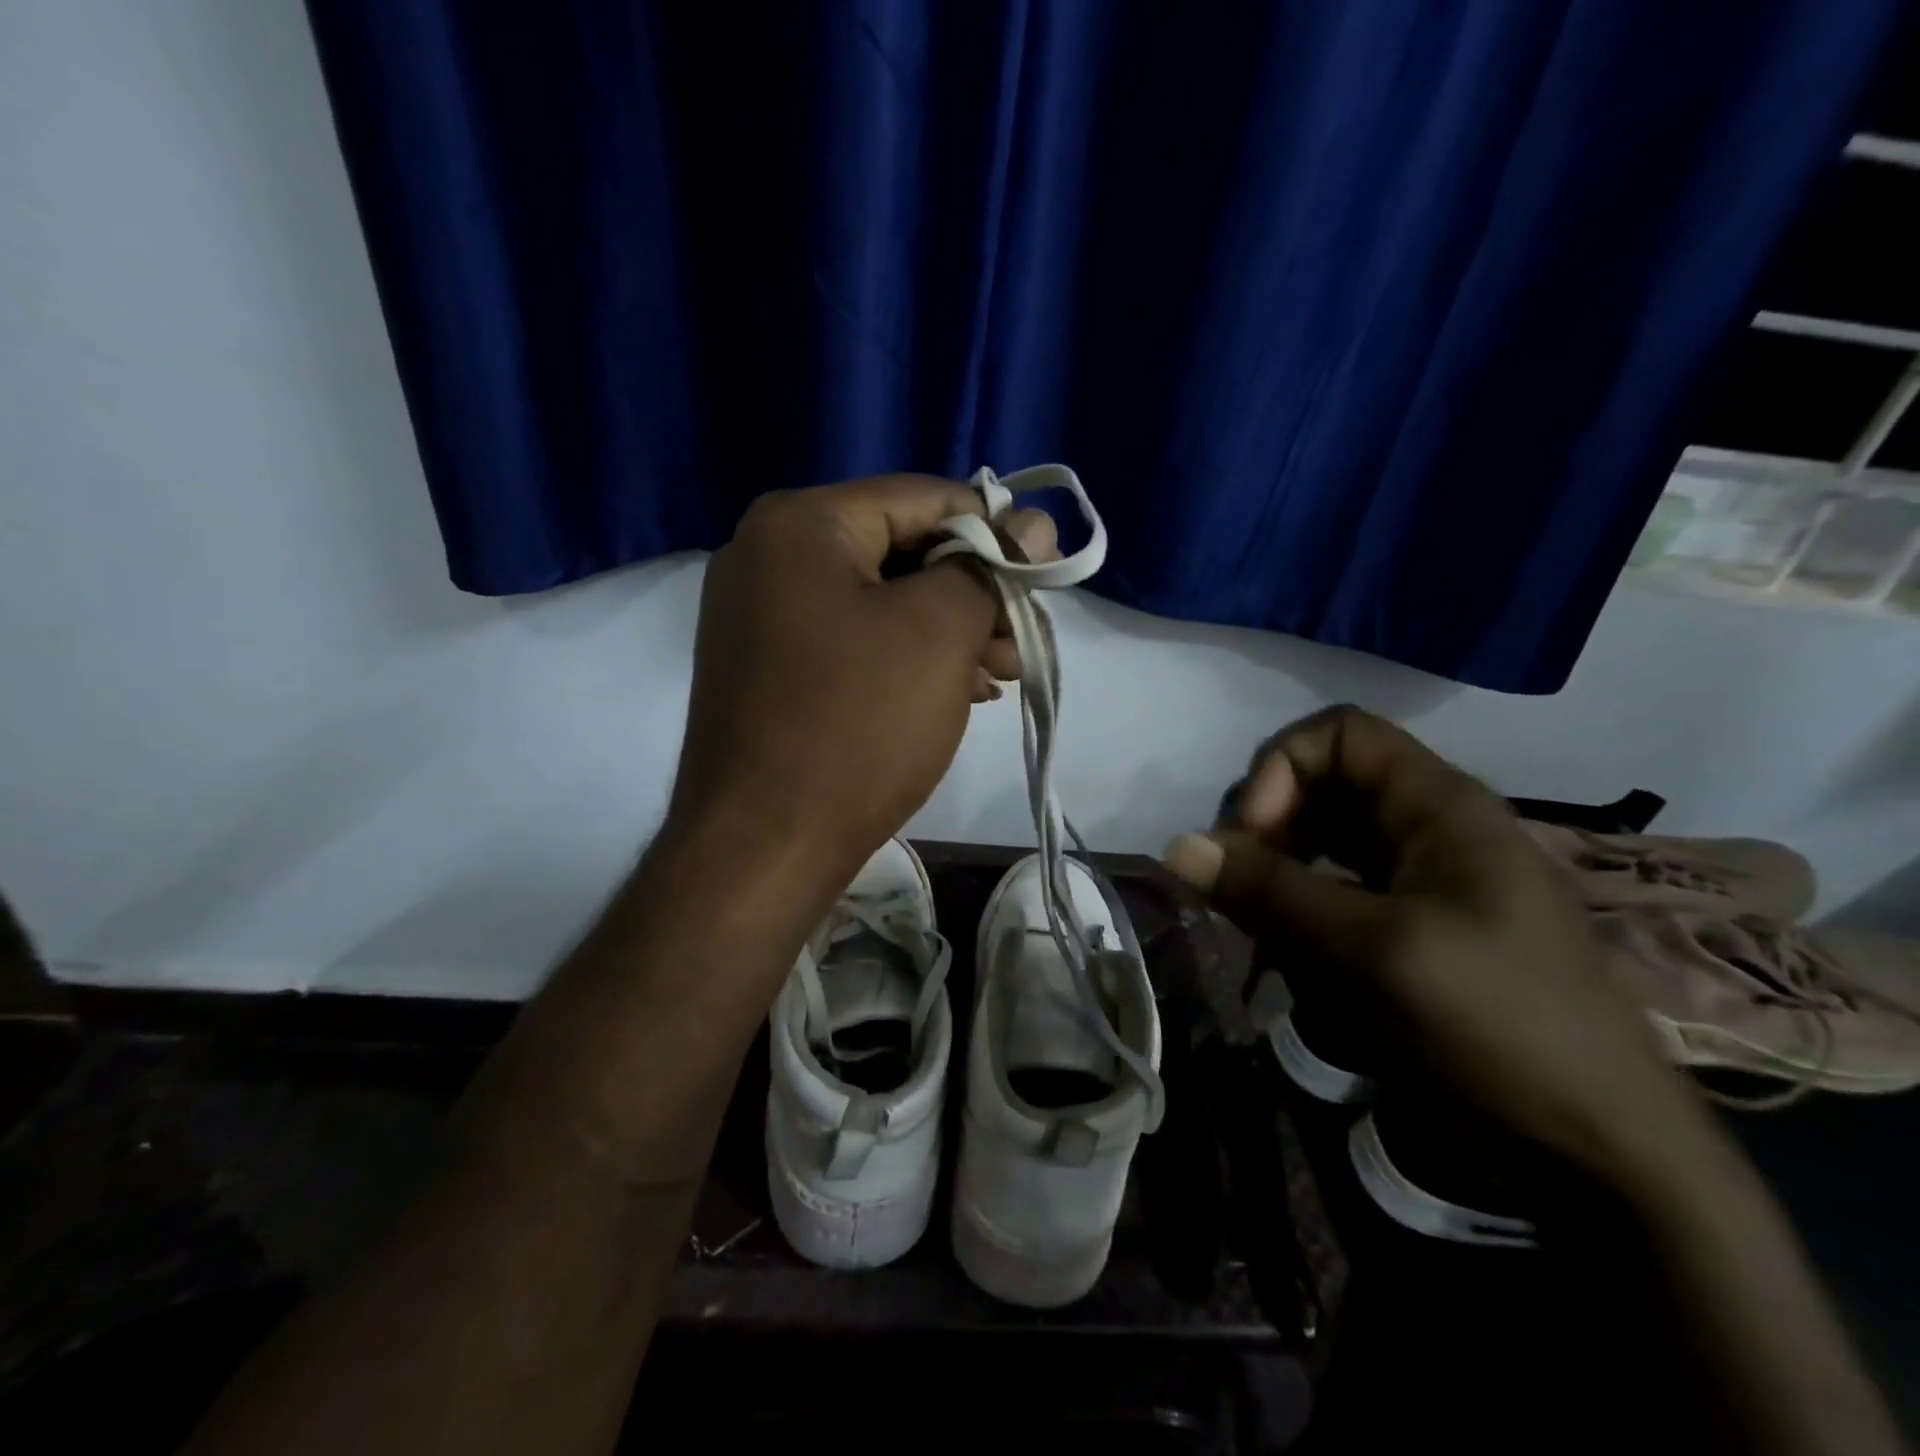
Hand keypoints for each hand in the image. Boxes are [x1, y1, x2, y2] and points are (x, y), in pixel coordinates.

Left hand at [666, 474, 1055, 895]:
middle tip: (1022, 639)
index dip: (996, 531)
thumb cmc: (857, 725)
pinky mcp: (771, 669)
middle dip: (972, 593)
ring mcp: (763, 617)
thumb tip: (1033, 523)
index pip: (923, 498)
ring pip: (881, 602)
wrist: (762, 848)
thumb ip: (989, 569)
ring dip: (948, 632)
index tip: (1045, 575)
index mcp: (800, 524)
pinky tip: (958, 690)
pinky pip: (855, 642)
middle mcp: (769, 557)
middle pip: (901, 550)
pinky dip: (909, 659)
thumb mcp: (938, 632)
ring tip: (1001, 673)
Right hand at [1163, 706, 1705, 1181]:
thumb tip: (1175, 846)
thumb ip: (1272, 892)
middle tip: (1241, 894)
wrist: (1603, 1154)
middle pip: (1318, 787)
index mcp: (1439, 805)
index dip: (1281, 769)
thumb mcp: (1377, 951)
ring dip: (1275, 883)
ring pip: (1316, 846)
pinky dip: (1297, 920)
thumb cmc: (1501, 1028)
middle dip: (1267, 833)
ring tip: (1261, 939)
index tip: (1254, 837)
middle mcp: (1425, 828)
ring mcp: (1419, 879)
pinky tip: (1288, 964)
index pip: (1337, 734)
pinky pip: (1331, 896)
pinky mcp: (1410, 927)